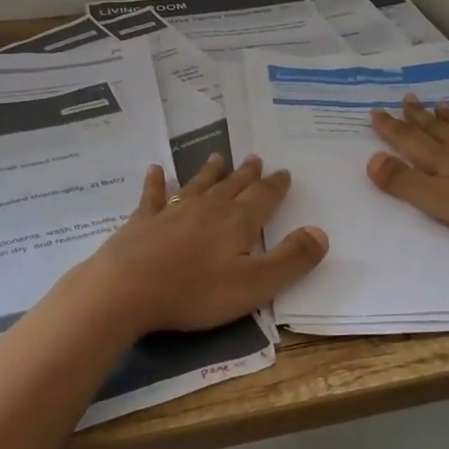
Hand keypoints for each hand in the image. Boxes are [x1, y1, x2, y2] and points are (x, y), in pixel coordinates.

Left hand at [72, 154, 327, 335]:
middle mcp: (207, 208)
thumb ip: (291, 259)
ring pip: (197, 185)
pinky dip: (156, 182)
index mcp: (237, 222)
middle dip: (247, 174)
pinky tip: (155, 170)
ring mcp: (172, 211)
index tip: (283, 172)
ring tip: (218, 157)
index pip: (263, 197)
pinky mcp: (142, 222)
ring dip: (210, 172)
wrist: (127, 289)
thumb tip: (321, 232)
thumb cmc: (196, 291)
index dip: (275, 185)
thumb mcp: (255, 284)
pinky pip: (153, 195)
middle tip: (255, 158)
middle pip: (232, 186)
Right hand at [367, 94, 448, 241]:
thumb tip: (371, 160)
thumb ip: (404, 182)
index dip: (391, 128)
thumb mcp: (438, 200)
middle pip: (436, 129)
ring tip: (440, 103)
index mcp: (442, 160)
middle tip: (407, 98)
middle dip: (418, 116)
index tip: (375, 112)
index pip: (409, 140)